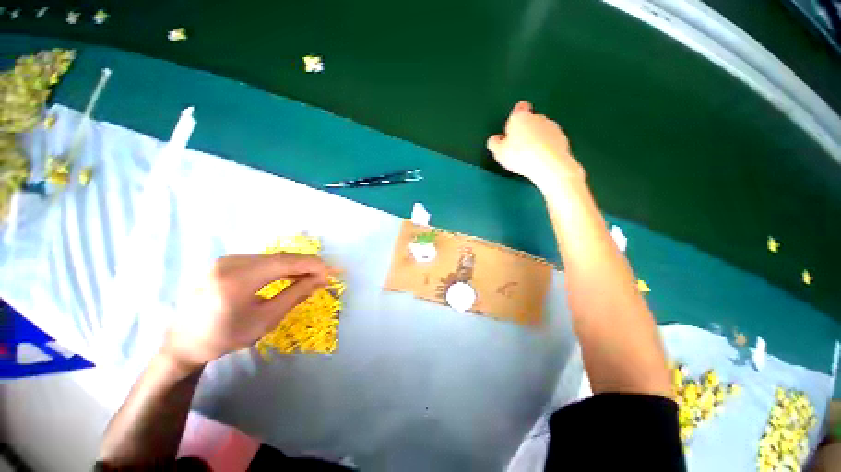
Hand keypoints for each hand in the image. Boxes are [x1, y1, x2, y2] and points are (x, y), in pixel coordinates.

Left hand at [161, 254, 334, 369]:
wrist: (184, 341)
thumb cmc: (225, 336)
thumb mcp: (265, 319)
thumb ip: (296, 294)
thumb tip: (321, 279)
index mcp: (238, 278)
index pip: (286, 262)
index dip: (313, 264)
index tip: (333, 271)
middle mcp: (231, 262)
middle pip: (281, 257)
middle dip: (307, 264)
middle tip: (327, 274)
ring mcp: (227, 260)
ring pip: (273, 258)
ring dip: (295, 266)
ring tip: (312, 276)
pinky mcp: (226, 262)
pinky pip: (262, 261)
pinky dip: (281, 267)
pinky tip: (290, 276)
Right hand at [487, 101, 584, 188]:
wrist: (549, 164)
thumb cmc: (519, 155)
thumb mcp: (499, 152)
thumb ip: (494, 143)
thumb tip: (495, 139)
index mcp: (520, 117)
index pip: (519, 108)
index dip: (516, 116)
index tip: (513, 127)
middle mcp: (537, 117)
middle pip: (531, 119)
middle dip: (526, 129)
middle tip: (518, 147)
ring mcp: (552, 126)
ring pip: (542, 129)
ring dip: (537, 138)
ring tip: (530, 155)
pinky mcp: (563, 137)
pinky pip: (551, 140)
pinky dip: (547, 146)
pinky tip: (541, 158)